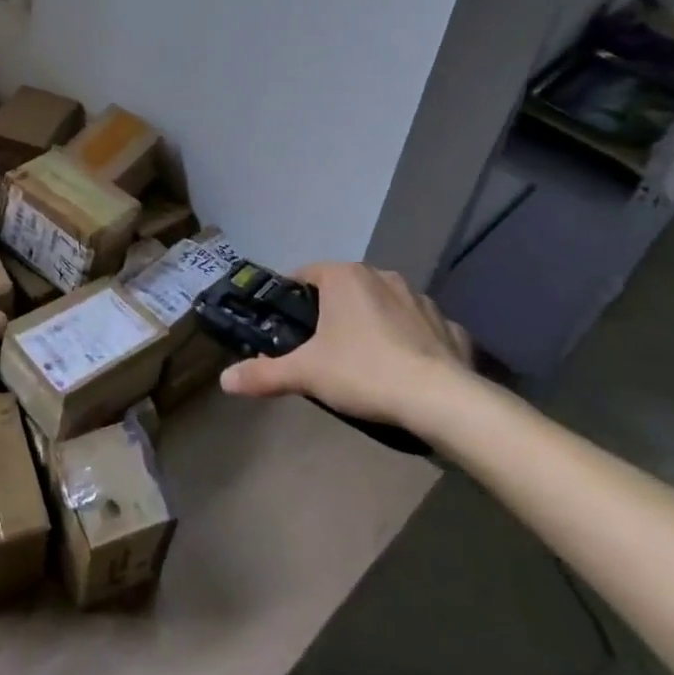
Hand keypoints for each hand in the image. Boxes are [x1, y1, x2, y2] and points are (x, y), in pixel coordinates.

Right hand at [218, 263, 474, 429]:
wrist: (441, 400)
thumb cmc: (363, 372)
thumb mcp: (305, 374)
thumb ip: (264, 374)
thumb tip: (224, 380)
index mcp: (344, 276)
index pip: (305, 274)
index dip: (291, 300)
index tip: (286, 328)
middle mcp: (382, 276)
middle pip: (344, 290)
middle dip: (331, 314)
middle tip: (320, 350)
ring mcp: (420, 299)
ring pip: (383, 306)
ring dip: (372, 324)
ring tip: (363, 362)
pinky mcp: (448, 326)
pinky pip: (420, 328)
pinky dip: (410, 342)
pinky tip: (405, 370)